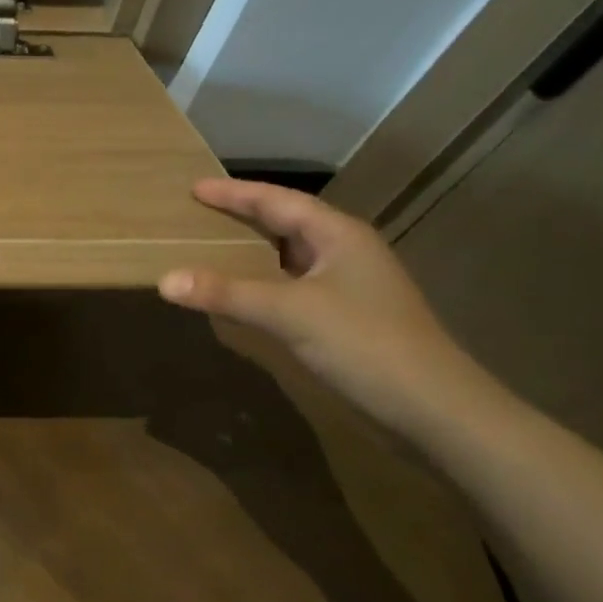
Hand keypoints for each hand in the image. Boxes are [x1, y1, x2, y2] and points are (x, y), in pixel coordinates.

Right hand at [159, 179, 506, 440]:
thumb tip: (164, 280)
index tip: (194, 188)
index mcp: (338, 235)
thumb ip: (226, 293)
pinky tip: (246, 293)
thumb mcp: (289, 313)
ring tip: (214, 245)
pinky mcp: (351, 317)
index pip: (277, 201)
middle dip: (243, 215)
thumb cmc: (365, 344)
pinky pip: (296, 284)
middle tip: (199, 212)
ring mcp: (353, 286)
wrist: (438, 412)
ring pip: (293, 255)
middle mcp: (347, 251)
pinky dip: (266, 281)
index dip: (234, 194)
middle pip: (287, 222)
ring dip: (254, 249)